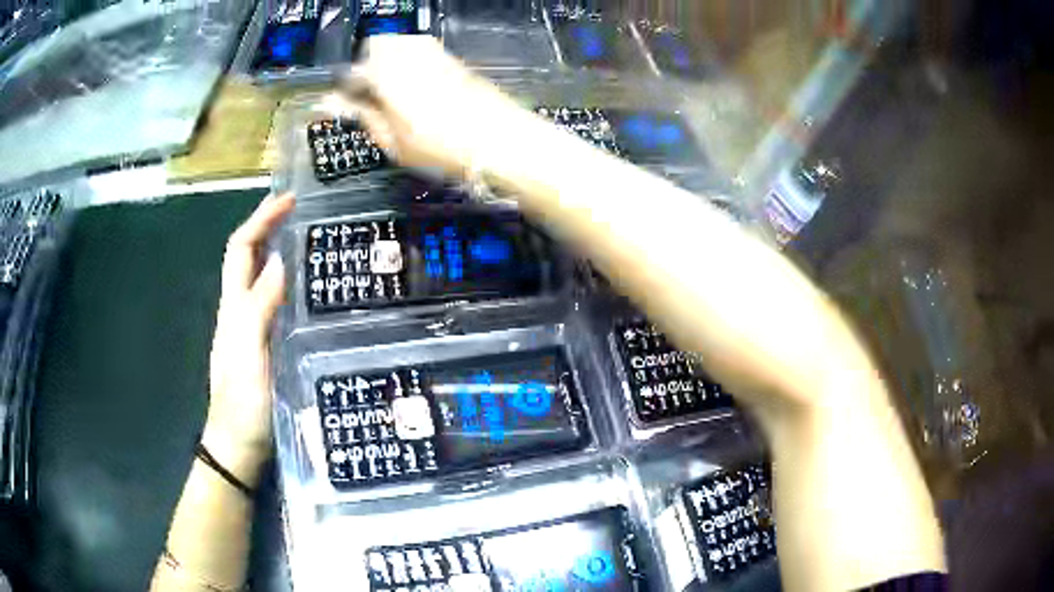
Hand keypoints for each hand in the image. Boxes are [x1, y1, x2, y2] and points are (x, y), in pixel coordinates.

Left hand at [204, 194, 293, 485]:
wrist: (238, 446)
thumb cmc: (243, 402)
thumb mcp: (250, 353)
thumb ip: (261, 307)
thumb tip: (280, 258)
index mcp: (234, 307)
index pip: (241, 249)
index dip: (261, 219)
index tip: (290, 199)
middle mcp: (239, 311)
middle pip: (247, 258)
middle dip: (269, 227)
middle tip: (305, 212)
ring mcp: (250, 330)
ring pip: (260, 279)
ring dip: (279, 252)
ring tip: (313, 241)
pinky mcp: (264, 347)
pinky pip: (274, 304)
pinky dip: (288, 284)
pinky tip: (310, 291)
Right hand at [334, 36, 523, 178]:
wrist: (499, 139)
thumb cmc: (443, 147)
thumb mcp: (394, 143)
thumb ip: (365, 118)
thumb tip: (340, 106)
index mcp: (386, 75)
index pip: (353, 71)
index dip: (345, 89)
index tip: (345, 104)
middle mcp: (408, 54)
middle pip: (376, 46)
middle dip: (368, 67)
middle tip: (371, 96)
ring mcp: (434, 53)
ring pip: (399, 44)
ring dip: (389, 63)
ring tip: (394, 94)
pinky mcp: (452, 59)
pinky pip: (421, 51)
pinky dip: (411, 64)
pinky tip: (418, 91)